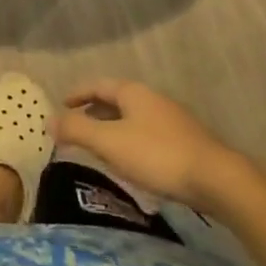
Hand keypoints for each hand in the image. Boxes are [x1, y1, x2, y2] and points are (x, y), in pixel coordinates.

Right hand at [54, 78, 244, 208]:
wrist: (217, 179)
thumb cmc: (157, 155)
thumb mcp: (109, 143)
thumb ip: (77, 130)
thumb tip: (48, 120)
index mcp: (133, 93)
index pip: (98, 86)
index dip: (78, 94)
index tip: (62, 104)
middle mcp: (153, 99)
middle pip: (117, 100)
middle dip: (95, 112)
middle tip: (77, 127)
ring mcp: (173, 120)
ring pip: (133, 118)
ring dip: (113, 128)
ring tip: (100, 147)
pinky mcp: (186, 142)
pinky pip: (148, 134)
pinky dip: (131, 141)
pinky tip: (132, 163)